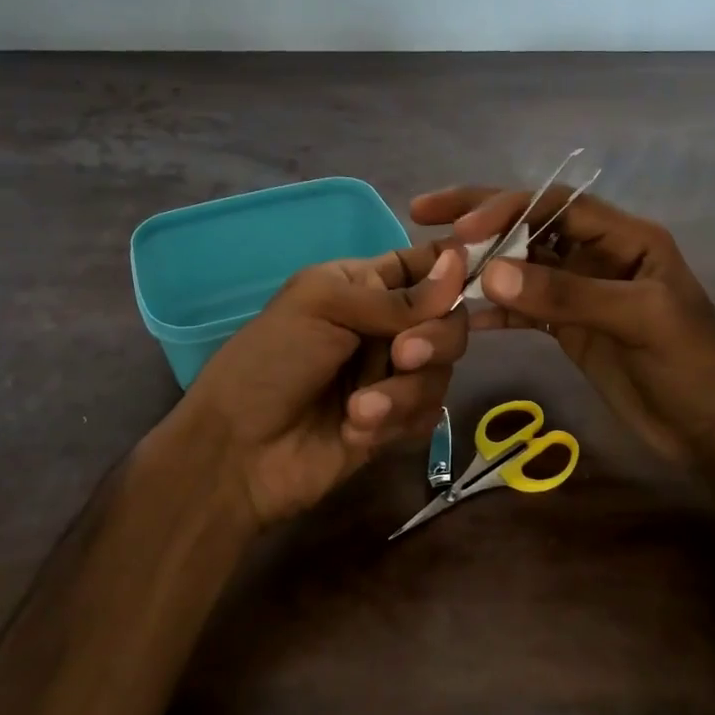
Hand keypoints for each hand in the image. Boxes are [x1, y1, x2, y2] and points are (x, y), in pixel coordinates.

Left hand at [156, 243, 467, 528]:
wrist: (238, 453)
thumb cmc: (269, 363)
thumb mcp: (323, 309)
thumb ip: (396, 297)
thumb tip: (459, 261)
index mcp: (362, 287)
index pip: (422, 266)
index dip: (451, 268)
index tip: (476, 272)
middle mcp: (383, 327)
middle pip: (448, 321)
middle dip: (434, 339)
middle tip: (403, 356)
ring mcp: (390, 377)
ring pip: (441, 372)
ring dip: (403, 392)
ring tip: (359, 412)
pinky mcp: (395, 424)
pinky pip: (427, 414)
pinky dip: (395, 423)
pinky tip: (355, 434)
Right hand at [411, 187, 714, 463]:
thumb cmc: (694, 367)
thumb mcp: (638, 321)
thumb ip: (567, 295)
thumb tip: (491, 273)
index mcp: (625, 238)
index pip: (555, 204)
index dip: (506, 208)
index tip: (461, 228)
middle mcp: (598, 256)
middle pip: (531, 225)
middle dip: (480, 219)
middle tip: (423, 213)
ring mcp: (581, 293)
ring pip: (521, 267)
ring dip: (481, 267)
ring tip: (433, 268)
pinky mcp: (570, 329)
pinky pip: (524, 310)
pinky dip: (494, 312)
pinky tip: (461, 317)